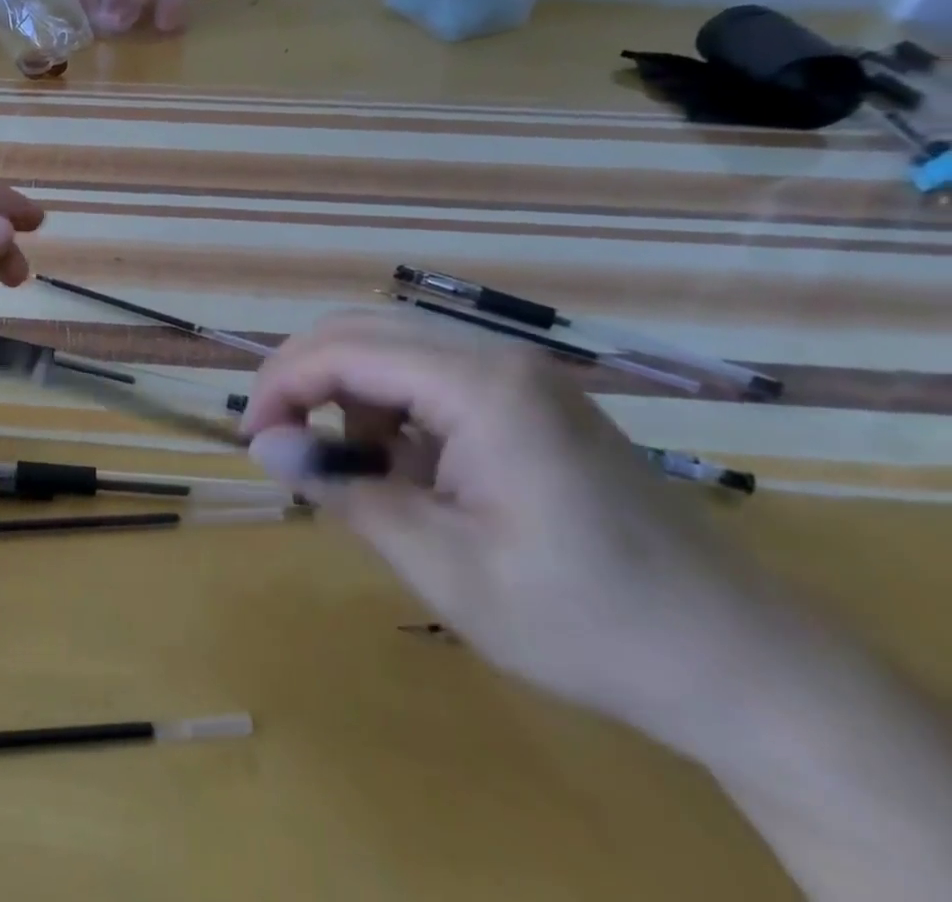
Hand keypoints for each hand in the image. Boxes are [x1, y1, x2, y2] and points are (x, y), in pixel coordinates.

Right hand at [240, 309, 794, 759]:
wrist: (742, 665)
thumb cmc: (584, 620)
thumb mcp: (444, 566)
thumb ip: (344, 492)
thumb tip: (263, 445)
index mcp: (479, 387)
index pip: (344, 351)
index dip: (281, 385)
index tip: (252, 441)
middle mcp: (495, 358)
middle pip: (361, 329)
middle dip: (302, 376)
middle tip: (276, 440)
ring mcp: (517, 374)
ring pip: (390, 346)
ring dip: (345, 393)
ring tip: (349, 467)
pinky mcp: (527, 398)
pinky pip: (427, 374)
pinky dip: (389, 408)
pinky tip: (405, 467)